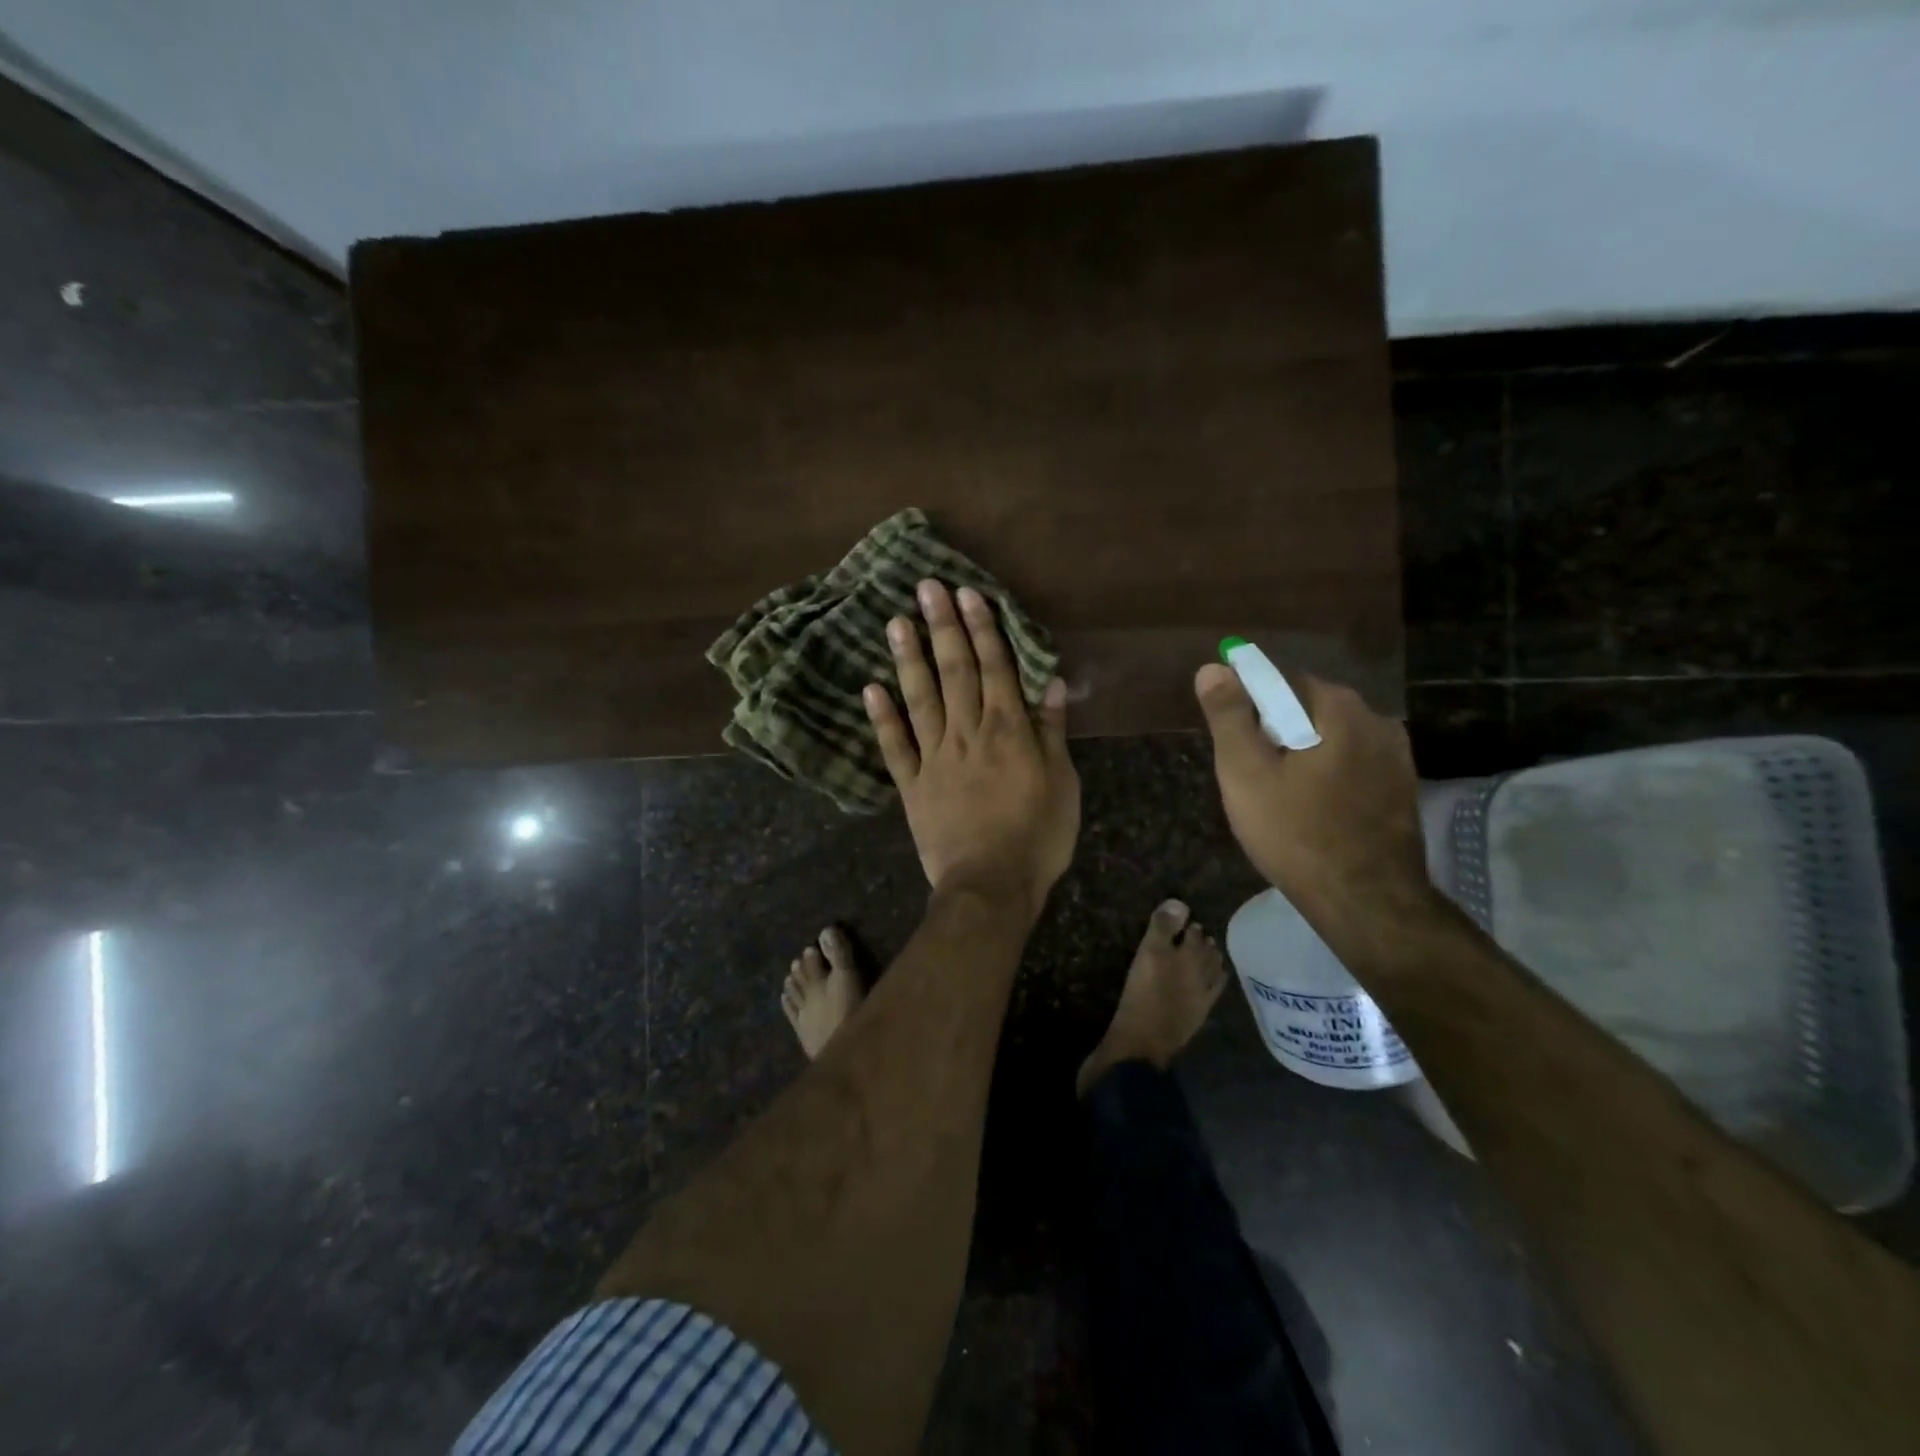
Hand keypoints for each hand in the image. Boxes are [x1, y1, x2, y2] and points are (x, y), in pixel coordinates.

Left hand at [865, 581, 1079, 915]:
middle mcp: (968, 733)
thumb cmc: (1038, 837)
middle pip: (955, 671)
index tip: (967, 594)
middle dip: (942, 626)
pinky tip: (870, 688)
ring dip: (909, 658)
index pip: (995, 667)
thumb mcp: (1062, 783)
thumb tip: (1051, 683)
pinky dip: (882, 718)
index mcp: (1008, 730)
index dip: (981, 629)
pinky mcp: (912, 785)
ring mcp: (935, 758)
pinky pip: (895, 746)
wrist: (990, 886)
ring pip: (920, 698)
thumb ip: (1052, 732)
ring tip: (896, 622)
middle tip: (926, 587)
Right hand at [1193, 664, 1430, 922]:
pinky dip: (1327, 776)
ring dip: (1303, 755)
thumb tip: (1213, 668)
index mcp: (1339, 707)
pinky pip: (1351, 766)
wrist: (1366, 903)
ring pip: (1330, 740)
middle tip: (1249, 775)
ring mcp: (1397, 756)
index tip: (1231, 740)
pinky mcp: (1402, 789)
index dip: (1248, 704)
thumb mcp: (1245, 773)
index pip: (1280, 681)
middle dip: (1275, 732)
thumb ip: (1229, 716)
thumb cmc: (1296, 833)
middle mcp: (1377, 719)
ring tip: (1279, 798)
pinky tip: (1312, 811)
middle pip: (1307, 710)